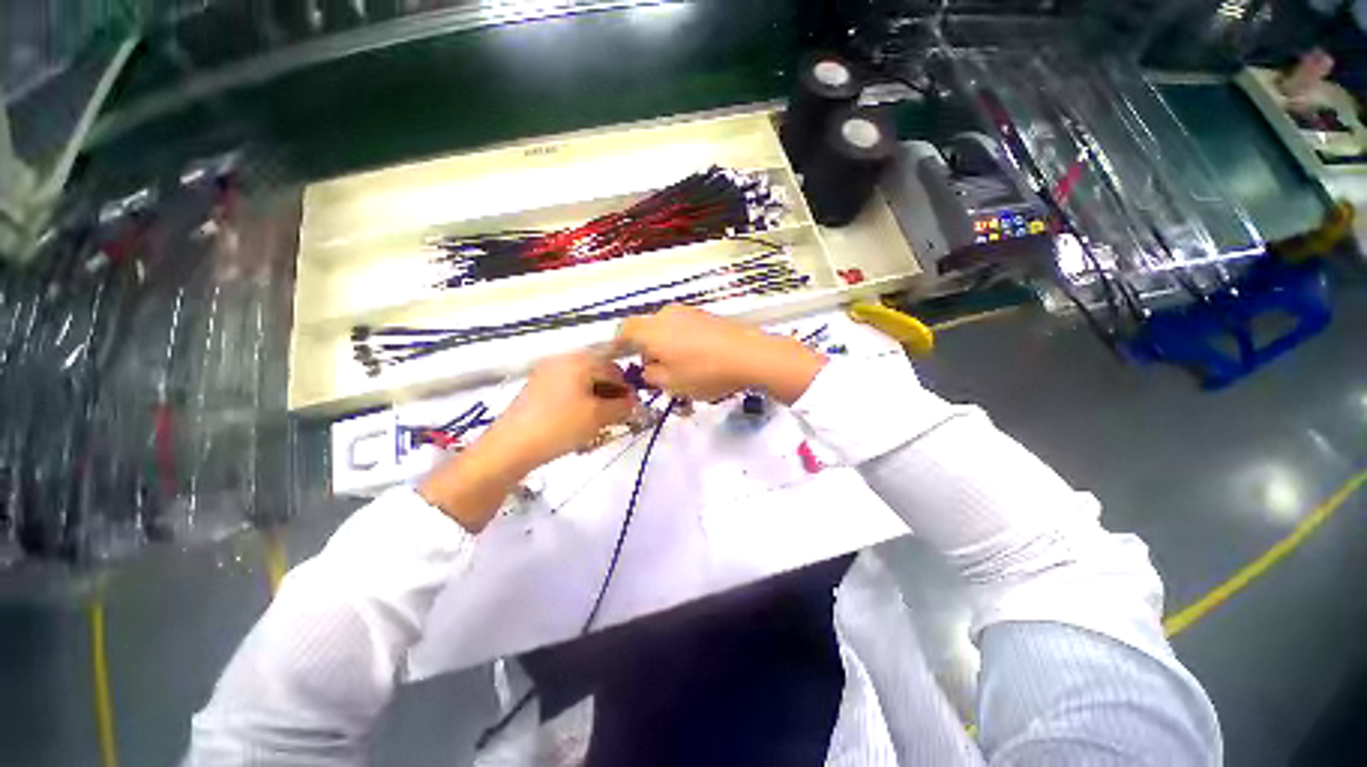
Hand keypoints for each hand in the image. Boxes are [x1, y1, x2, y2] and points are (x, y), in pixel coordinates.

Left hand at [486, 352, 638, 469]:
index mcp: (579, 361)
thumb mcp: (598, 417)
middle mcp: (562, 360)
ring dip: (596, 398)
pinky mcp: (536, 388)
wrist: (511, 446)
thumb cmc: (560, 426)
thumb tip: (635, 403)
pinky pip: (566, 389)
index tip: (633, 408)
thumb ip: (622, 407)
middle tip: (617, 415)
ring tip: (599, 420)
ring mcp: (546, 373)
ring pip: (582, 382)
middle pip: (597, 372)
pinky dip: (579, 401)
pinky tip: (580, 420)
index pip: (613, 369)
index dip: (626, 389)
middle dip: (611, 393)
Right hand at [616, 305, 825, 403]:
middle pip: (647, 329)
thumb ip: (651, 376)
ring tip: (679, 367)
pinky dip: (683, 341)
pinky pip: (685, 327)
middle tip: (655, 370)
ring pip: (667, 328)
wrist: (749, 355)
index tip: (621, 360)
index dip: (619, 345)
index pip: (624, 331)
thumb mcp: (671, 384)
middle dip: (646, 348)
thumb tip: (648, 368)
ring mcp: (689, 312)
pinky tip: (697, 358)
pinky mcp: (707, 315)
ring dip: (666, 345)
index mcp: (651, 330)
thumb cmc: (704, 372)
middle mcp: (667, 314)